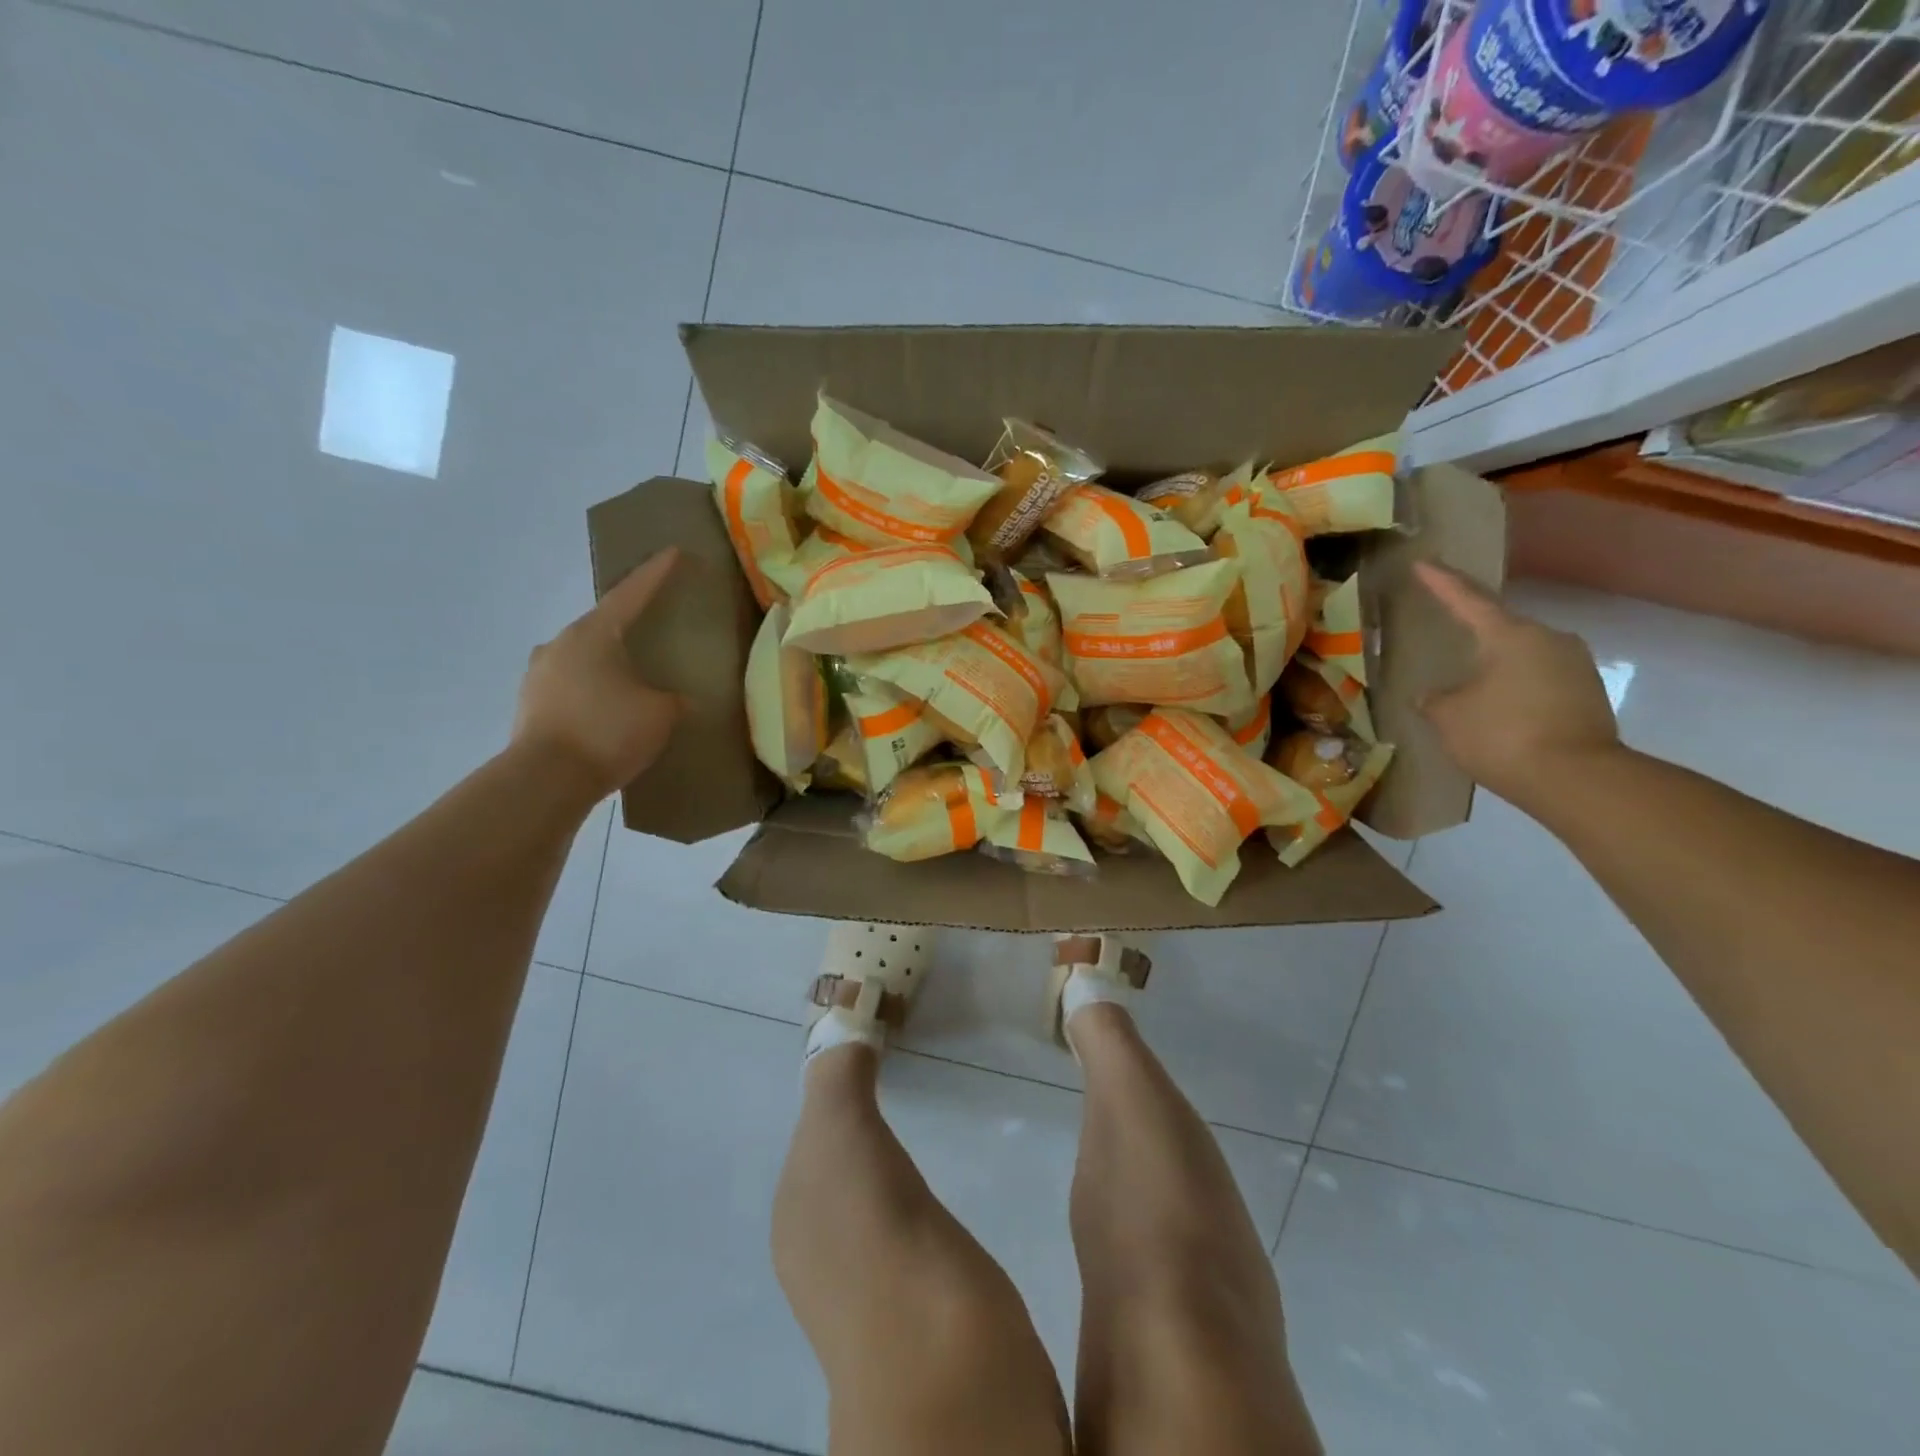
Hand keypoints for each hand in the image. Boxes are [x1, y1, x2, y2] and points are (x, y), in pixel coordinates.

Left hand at [513, 548, 683, 799]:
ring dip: (606, 662)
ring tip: (629, 678)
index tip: (673, 552)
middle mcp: (560, 644)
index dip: (656, 573)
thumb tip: (680, 700)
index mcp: (594, 634)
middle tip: (652, 629)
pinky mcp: (530, 704)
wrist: (545, 779)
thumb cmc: (608, 732)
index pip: (632, 594)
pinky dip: (590, 690)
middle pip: (602, 625)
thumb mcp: (660, 714)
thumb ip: (675, 700)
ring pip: (582, 657)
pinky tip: (605, 709)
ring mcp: (539, 673)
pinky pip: (569, 686)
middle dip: (628, 625)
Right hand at [1414, 562, 1619, 810]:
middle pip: (1501, 628)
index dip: (1441, 582)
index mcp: (1510, 635)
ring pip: (1522, 655)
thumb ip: (1436, 699)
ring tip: (1469, 682)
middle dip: (1473, 633)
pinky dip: (1514, 688)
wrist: (1576, 779)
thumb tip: (1434, 695)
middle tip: (1446, 635)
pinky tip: (1497, 708)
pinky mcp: (1588, 694)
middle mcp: (1549, 639)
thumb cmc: (1502, 735)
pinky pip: (1539, 680)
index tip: (1424, 562)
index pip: (1467, 600)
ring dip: (1495, 666)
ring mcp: (1575, 665)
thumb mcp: (1449, 716)